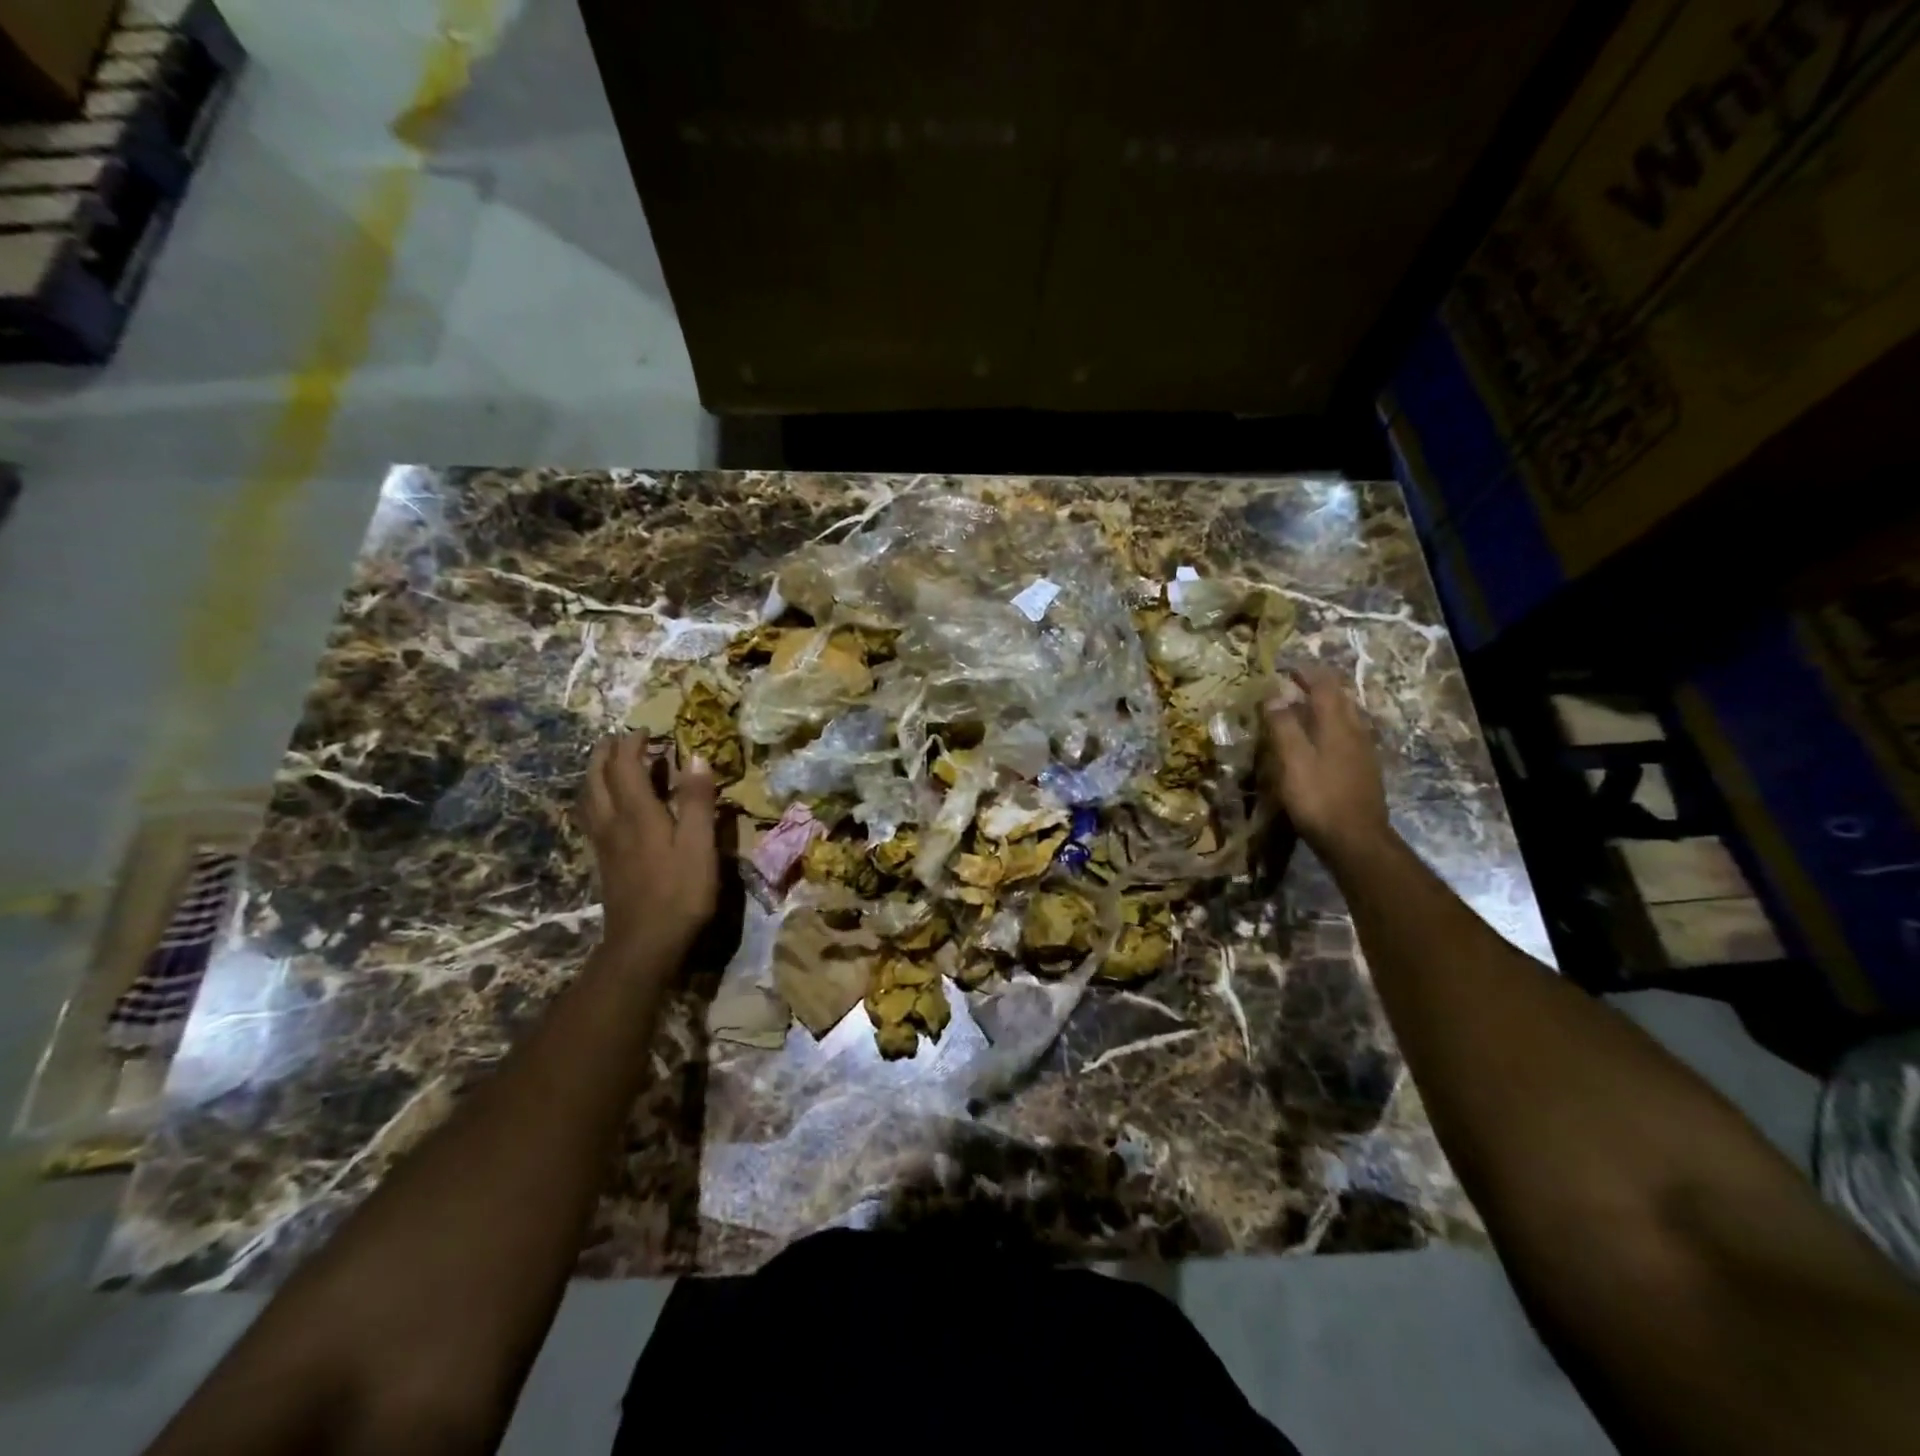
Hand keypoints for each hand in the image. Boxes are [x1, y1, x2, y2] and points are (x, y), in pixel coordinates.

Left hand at [580, 731, 719, 957]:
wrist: (644, 945)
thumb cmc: (679, 893)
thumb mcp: (700, 845)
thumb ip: (697, 800)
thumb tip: (695, 756)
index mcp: (637, 813)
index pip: (624, 766)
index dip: (631, 743)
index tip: (646, 729)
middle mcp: (613, 822)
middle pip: (596, 778)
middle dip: (605, 753)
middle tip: (620, 739)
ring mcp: (604, 844)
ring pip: (588, 798)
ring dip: (595, 774)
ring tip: (609, 765)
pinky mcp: (604, 862)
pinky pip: (592, 817)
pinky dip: (596, 798)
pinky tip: (610, 807)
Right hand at [1262, 663, 1389, 854]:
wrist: (1356, 840)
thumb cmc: (1318, 798)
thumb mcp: (1292, 761)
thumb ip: (1283, 726)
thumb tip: (1274, 695)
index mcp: (1337, 724)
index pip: (1324, 686)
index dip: (1305, 672)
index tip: (1285, 667)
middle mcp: (1355, 731)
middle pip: (1340, 698)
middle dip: (1319, 686)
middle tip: (1295, 683)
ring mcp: (1364, 752)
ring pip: (1347, 716)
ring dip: (1327, 706)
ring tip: (1306, 708)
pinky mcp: (1365, 770)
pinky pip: (1349, 735)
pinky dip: (1333, 727)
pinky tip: (1323, 741)